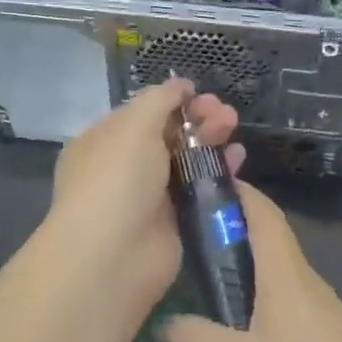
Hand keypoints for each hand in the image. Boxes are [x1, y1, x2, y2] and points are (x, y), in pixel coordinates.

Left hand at [44, 80, 240, 305]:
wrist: (113, 257)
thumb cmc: (116, 180)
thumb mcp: (133, 126)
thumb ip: (159, 100)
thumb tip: (180, 84)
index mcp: (103, 141)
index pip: (141, 113)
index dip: (171, 101)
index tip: (199, 93)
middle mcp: (124, 167)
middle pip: (167, 135)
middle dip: (196, 119)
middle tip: (225, 112)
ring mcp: (149, 197)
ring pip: (186, 161)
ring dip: (211, 141)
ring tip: (234, 127)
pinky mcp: (174, 223)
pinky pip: (199, 191)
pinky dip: (219, 173)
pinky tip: (238, 158)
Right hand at [163, 183, 341, 341]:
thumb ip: (194, 340)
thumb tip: (171, 325)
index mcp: (284, 273)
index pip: (260, 210)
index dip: (233, 190)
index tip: (197, 185)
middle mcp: (306, 286)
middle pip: (265, 247)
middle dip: (225, 244)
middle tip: (182, 258)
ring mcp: (324, 321)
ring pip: (273, 290)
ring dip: (239, 292)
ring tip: (201, 317)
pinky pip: (285, 325)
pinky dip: (256, 329)